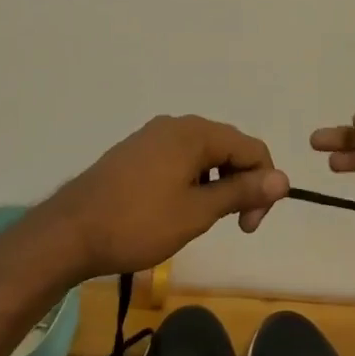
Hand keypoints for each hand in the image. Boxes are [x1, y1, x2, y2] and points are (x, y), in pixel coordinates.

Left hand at [36, 115, 290, 280]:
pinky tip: (177, 208)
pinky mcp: (136, 151)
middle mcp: (176, 124)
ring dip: (215, 183)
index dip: (263, 185)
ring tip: (202, 220)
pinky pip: (179, 158)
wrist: (70, 231)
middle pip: (228, 146)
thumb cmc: (138, 223)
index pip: (251, 148)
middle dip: (240, 183)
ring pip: (203, 153)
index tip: (249, 226)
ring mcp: (152, 135)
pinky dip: (191, 180)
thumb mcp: (197, 212)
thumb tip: (283, 178)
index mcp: (195, 133)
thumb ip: (241, 191)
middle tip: (233, 225)